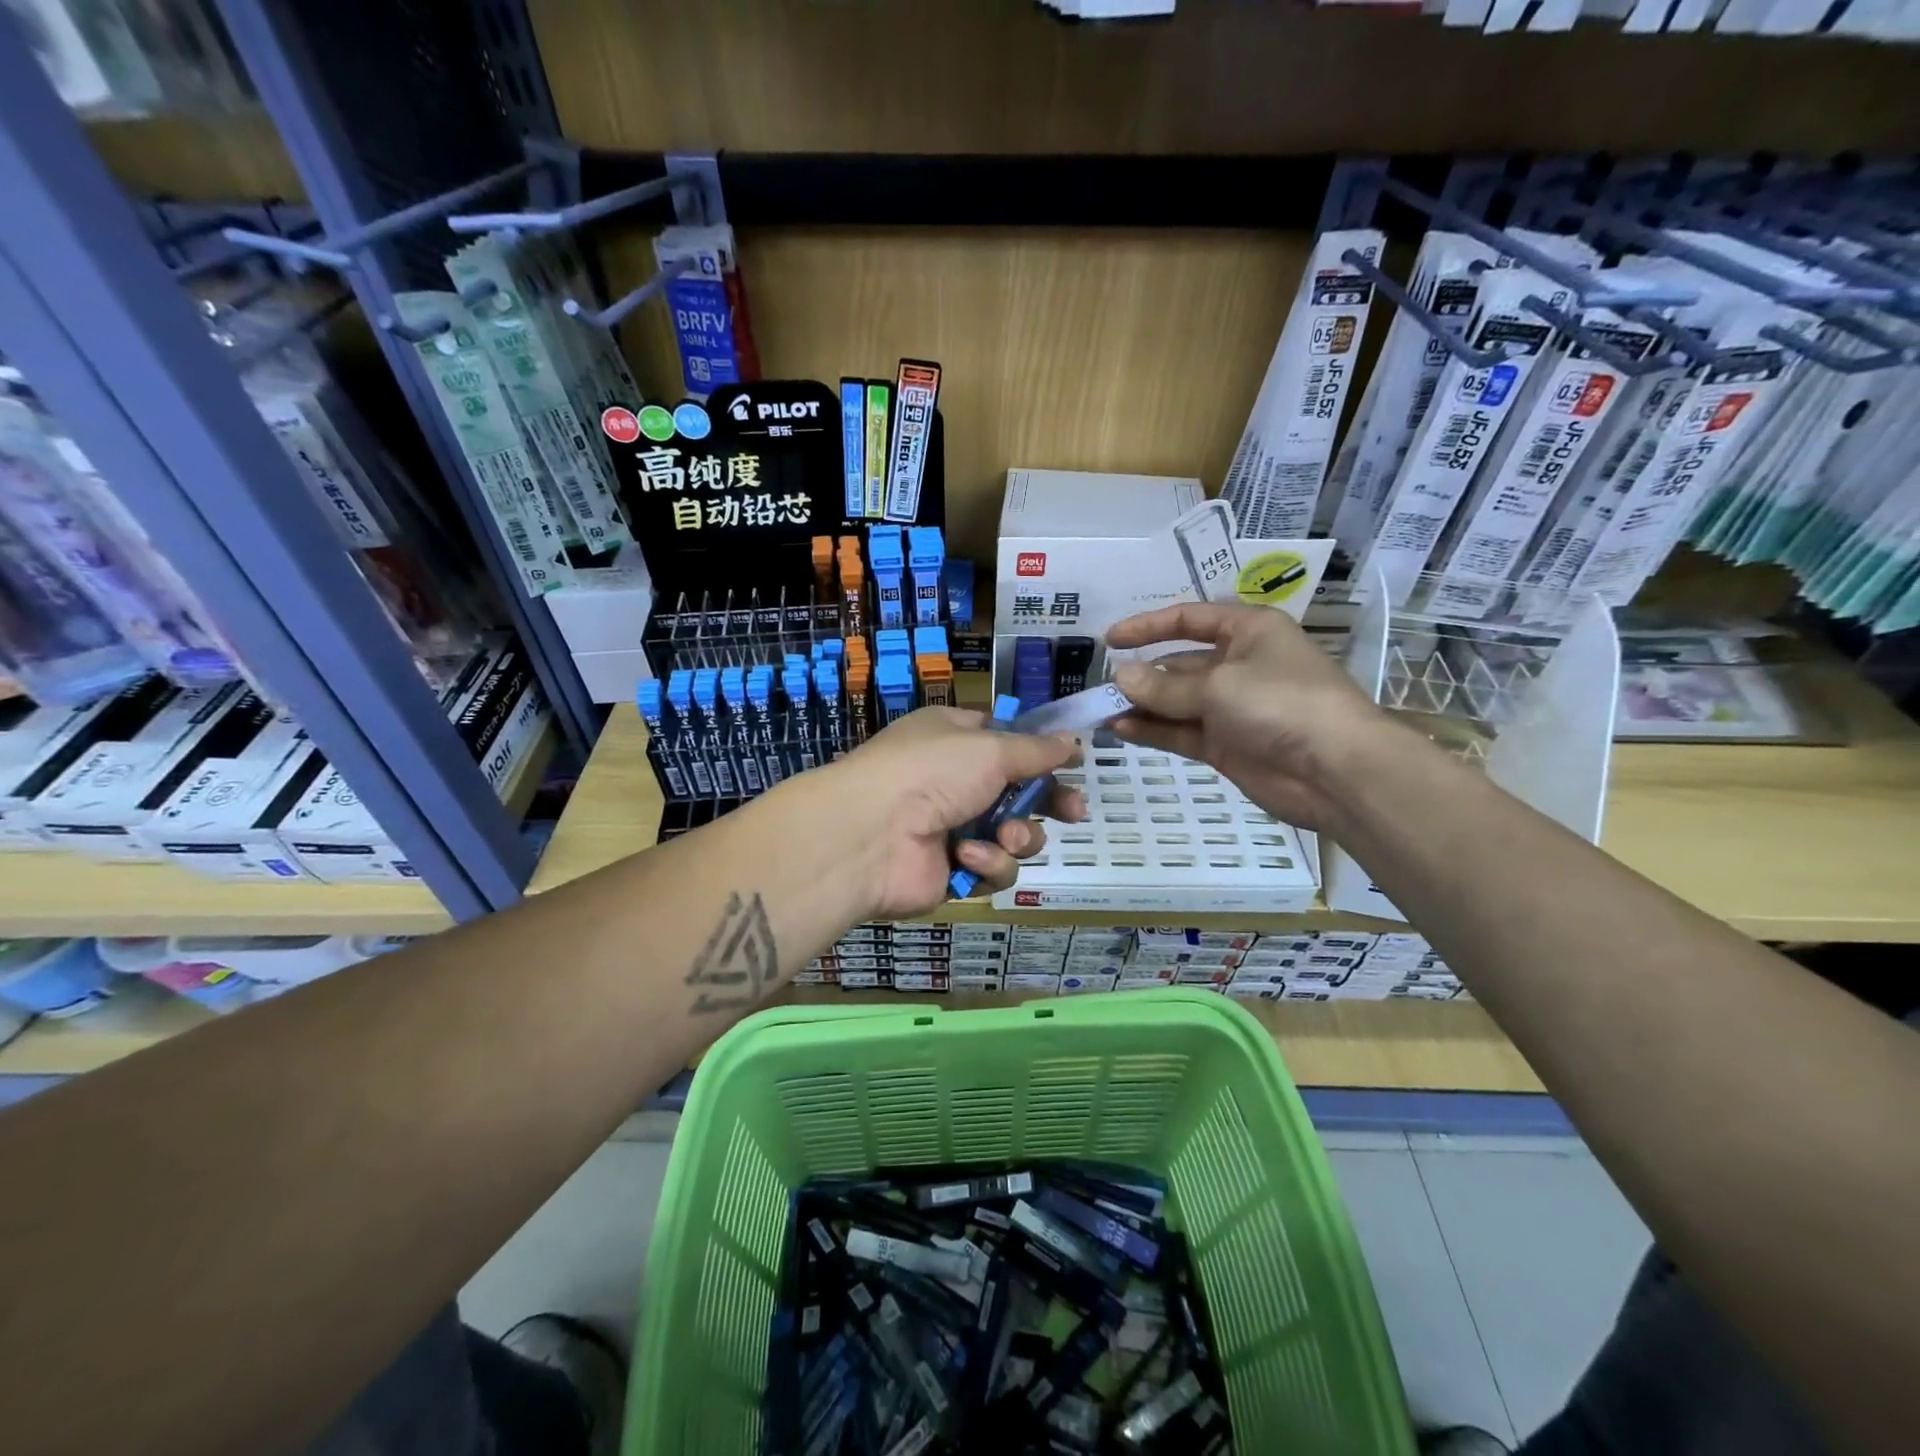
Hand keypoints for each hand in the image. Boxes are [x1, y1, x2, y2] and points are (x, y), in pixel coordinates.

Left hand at [783, 707, 1084, 919]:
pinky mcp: (953, 871)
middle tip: (1074, 813)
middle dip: (1048, 803)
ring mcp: (953, 827)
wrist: (870, 835)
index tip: (1072, 763)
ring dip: (1017, 836)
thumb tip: (1073, 740)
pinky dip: (987, 863)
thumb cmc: (930, 772)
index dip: (1041, 753)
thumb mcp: (990, 748)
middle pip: (1019, 793)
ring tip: (1005, 837)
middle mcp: (954, 780)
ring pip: (1014, 835)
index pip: (1007, 741)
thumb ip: (1036, 750)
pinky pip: (993, 868)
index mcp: (955, 739)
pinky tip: (966, 857)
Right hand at [1107, 602, 1391, 829]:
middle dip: (1142, 674)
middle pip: (1179, 664)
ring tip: (1101, 711)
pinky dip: (1152, 730)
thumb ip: (1164, 685)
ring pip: (1176, 702)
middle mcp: (1239, 665)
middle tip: (1100, 687)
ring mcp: (1232, 708)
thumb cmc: (1281, 703)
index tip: (1111, 640)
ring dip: (1142, 705)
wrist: (1335, 771)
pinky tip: (1120, 729)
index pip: (1190, 619)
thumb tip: (1120, 677)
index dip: (1149, 626)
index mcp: (1249, 632)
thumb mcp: (1218, 685)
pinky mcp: (1226, 745)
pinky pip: (1180, 732)